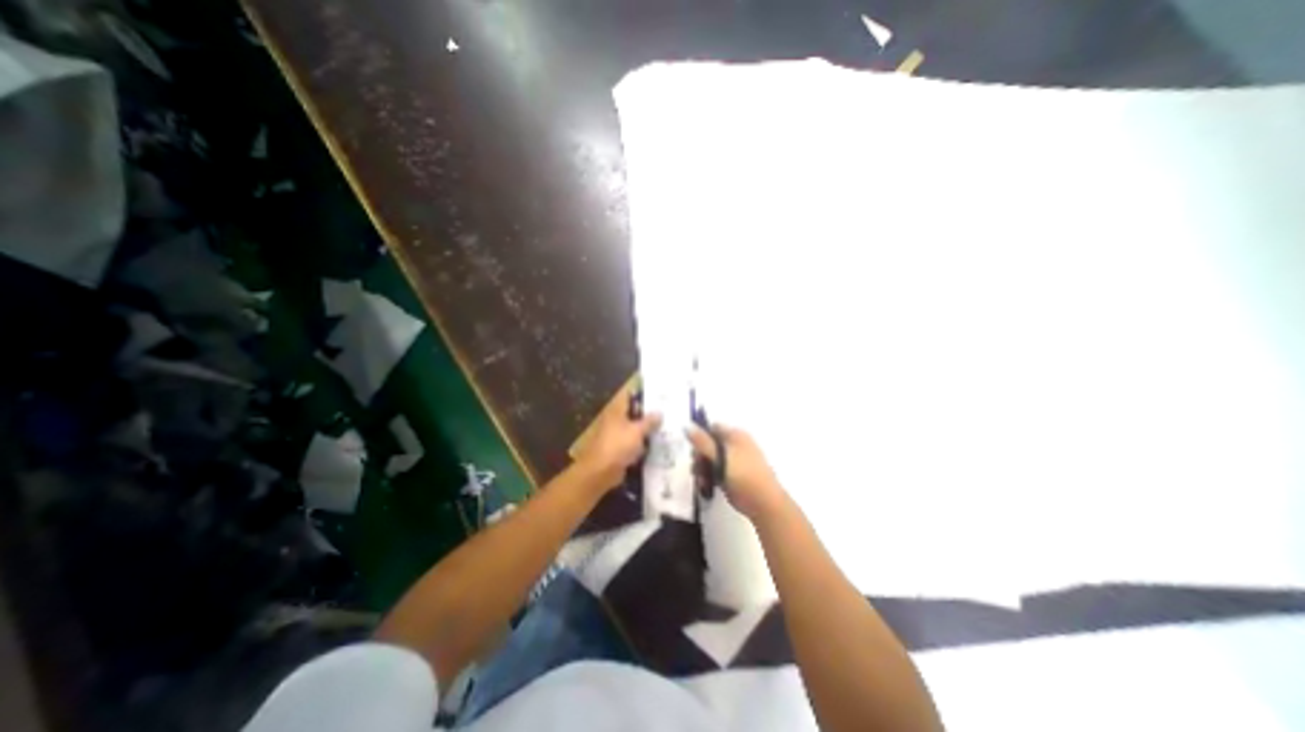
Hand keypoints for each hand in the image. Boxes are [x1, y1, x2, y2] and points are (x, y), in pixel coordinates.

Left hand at [576, 386, 662, 488]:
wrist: (600, 471)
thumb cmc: (618, 445)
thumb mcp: (637, 431)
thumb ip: (649, 422)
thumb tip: (659, 412)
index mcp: (617, 411)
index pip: (629, 397)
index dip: (642, 394)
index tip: (658, 394)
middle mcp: (615, 421)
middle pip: (633, 414)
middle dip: (648, 414)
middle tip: (666, 412)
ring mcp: (616, 436)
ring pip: (634, 430)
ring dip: (646, 431)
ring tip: (665, 429)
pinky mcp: (618, 451)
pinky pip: (633, 445)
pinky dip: (642, 446)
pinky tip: (656, 447)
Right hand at [692, 424, 784, 519]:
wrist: (764, 502)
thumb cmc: (743, 475)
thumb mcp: (720, 456)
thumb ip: (702, 442)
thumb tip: (687, 425)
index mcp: (735, 435)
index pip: (712, 428)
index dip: (701, 437)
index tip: (694, 452)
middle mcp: (735, 445)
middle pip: (710, 445)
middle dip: (700, 457)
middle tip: (697, 470)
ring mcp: (735, 460)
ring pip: (712, 459)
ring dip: (703, 469)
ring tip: (701, 481)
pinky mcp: (734, 475)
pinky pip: (717, 471)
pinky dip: (710, 477)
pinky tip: (706, 486)